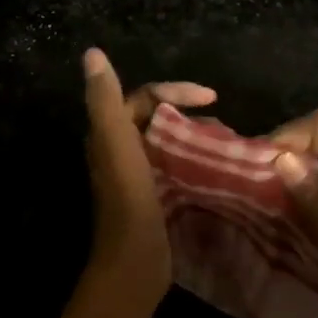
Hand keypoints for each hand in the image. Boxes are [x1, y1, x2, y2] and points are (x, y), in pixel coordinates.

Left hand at [82, 48, 214, 307]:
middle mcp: (120, 151)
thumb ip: (104, 100)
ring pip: (168, 142)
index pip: (144, 96)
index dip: (177, 90)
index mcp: (110, 135)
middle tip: (221, 119)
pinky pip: (176, 166)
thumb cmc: (129, 202)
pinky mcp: (154, 197)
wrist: (133, 264)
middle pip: (157, 118)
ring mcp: (137, 176)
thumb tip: (92, 53)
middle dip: (189, 112)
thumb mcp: (117, 145)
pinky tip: (217, 168)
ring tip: (225, 141)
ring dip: (194, 136)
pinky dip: (195, 160)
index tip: (212, 97)